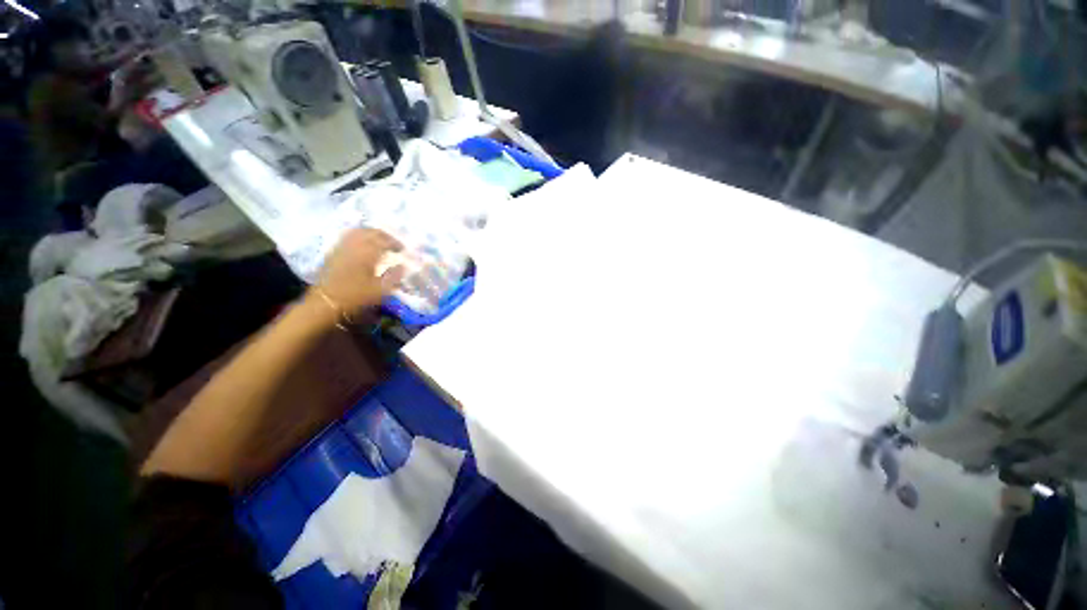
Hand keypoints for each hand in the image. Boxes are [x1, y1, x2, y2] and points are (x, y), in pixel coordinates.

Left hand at [316, 228, 404, 314]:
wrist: (326, 302)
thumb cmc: (355, 296)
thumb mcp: (380, 290)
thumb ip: (393, 276)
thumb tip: (402, 266)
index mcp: (367, 253)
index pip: (384, 241)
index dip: (395, 243)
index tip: (402, 249)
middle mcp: (354, 246)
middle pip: (370, 232)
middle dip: (383, 235)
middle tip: (392, 242)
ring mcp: (341, 247)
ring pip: (357, 232)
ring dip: (370, 234)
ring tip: (378, 241)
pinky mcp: (333, 252)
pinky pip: (348, 238)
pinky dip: (358, 237)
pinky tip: (362, 245)